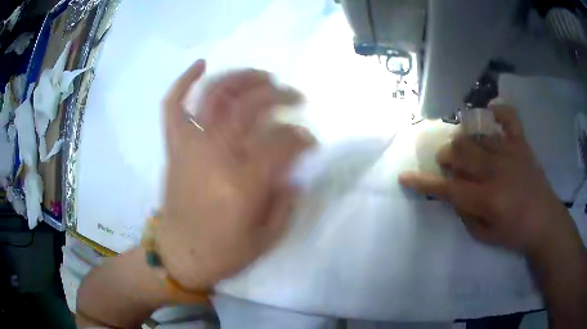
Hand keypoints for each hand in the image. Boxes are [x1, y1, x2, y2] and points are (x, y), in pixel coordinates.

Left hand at [155, 60, 313, 289]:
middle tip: (294, 96)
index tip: (309, 139)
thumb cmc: (223, 251)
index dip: (301, 137)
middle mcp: (215, 154)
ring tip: (262, 76)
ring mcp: (190, 146)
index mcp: (242, 182)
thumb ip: (285, 200)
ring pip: (215, 95)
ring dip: (241, 78)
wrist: (179, 254)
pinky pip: (173, 106)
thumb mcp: (267, 236)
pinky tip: (201, 65)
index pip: (281, 142)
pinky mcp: (174, 147)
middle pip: (250, 107)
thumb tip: (293, 171)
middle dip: (278, 95)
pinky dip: (184, 82)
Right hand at [399, 104, 574, 256]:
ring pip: (476, 134)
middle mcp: (496, 170)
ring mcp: (510, 152)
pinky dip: (497, 111)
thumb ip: (465, 213)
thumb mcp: (485, 235)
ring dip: (463, 139)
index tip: (404, 176)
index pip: (448, 188)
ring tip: (466, 147)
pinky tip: (489, 113)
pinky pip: (509, 117)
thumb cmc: (515, 233)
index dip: (423, 182)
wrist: (545, 221)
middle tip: (448, 162)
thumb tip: (454, 192)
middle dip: (446, 155)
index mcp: (487, 198)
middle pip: (460, 151)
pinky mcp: (522, 143)